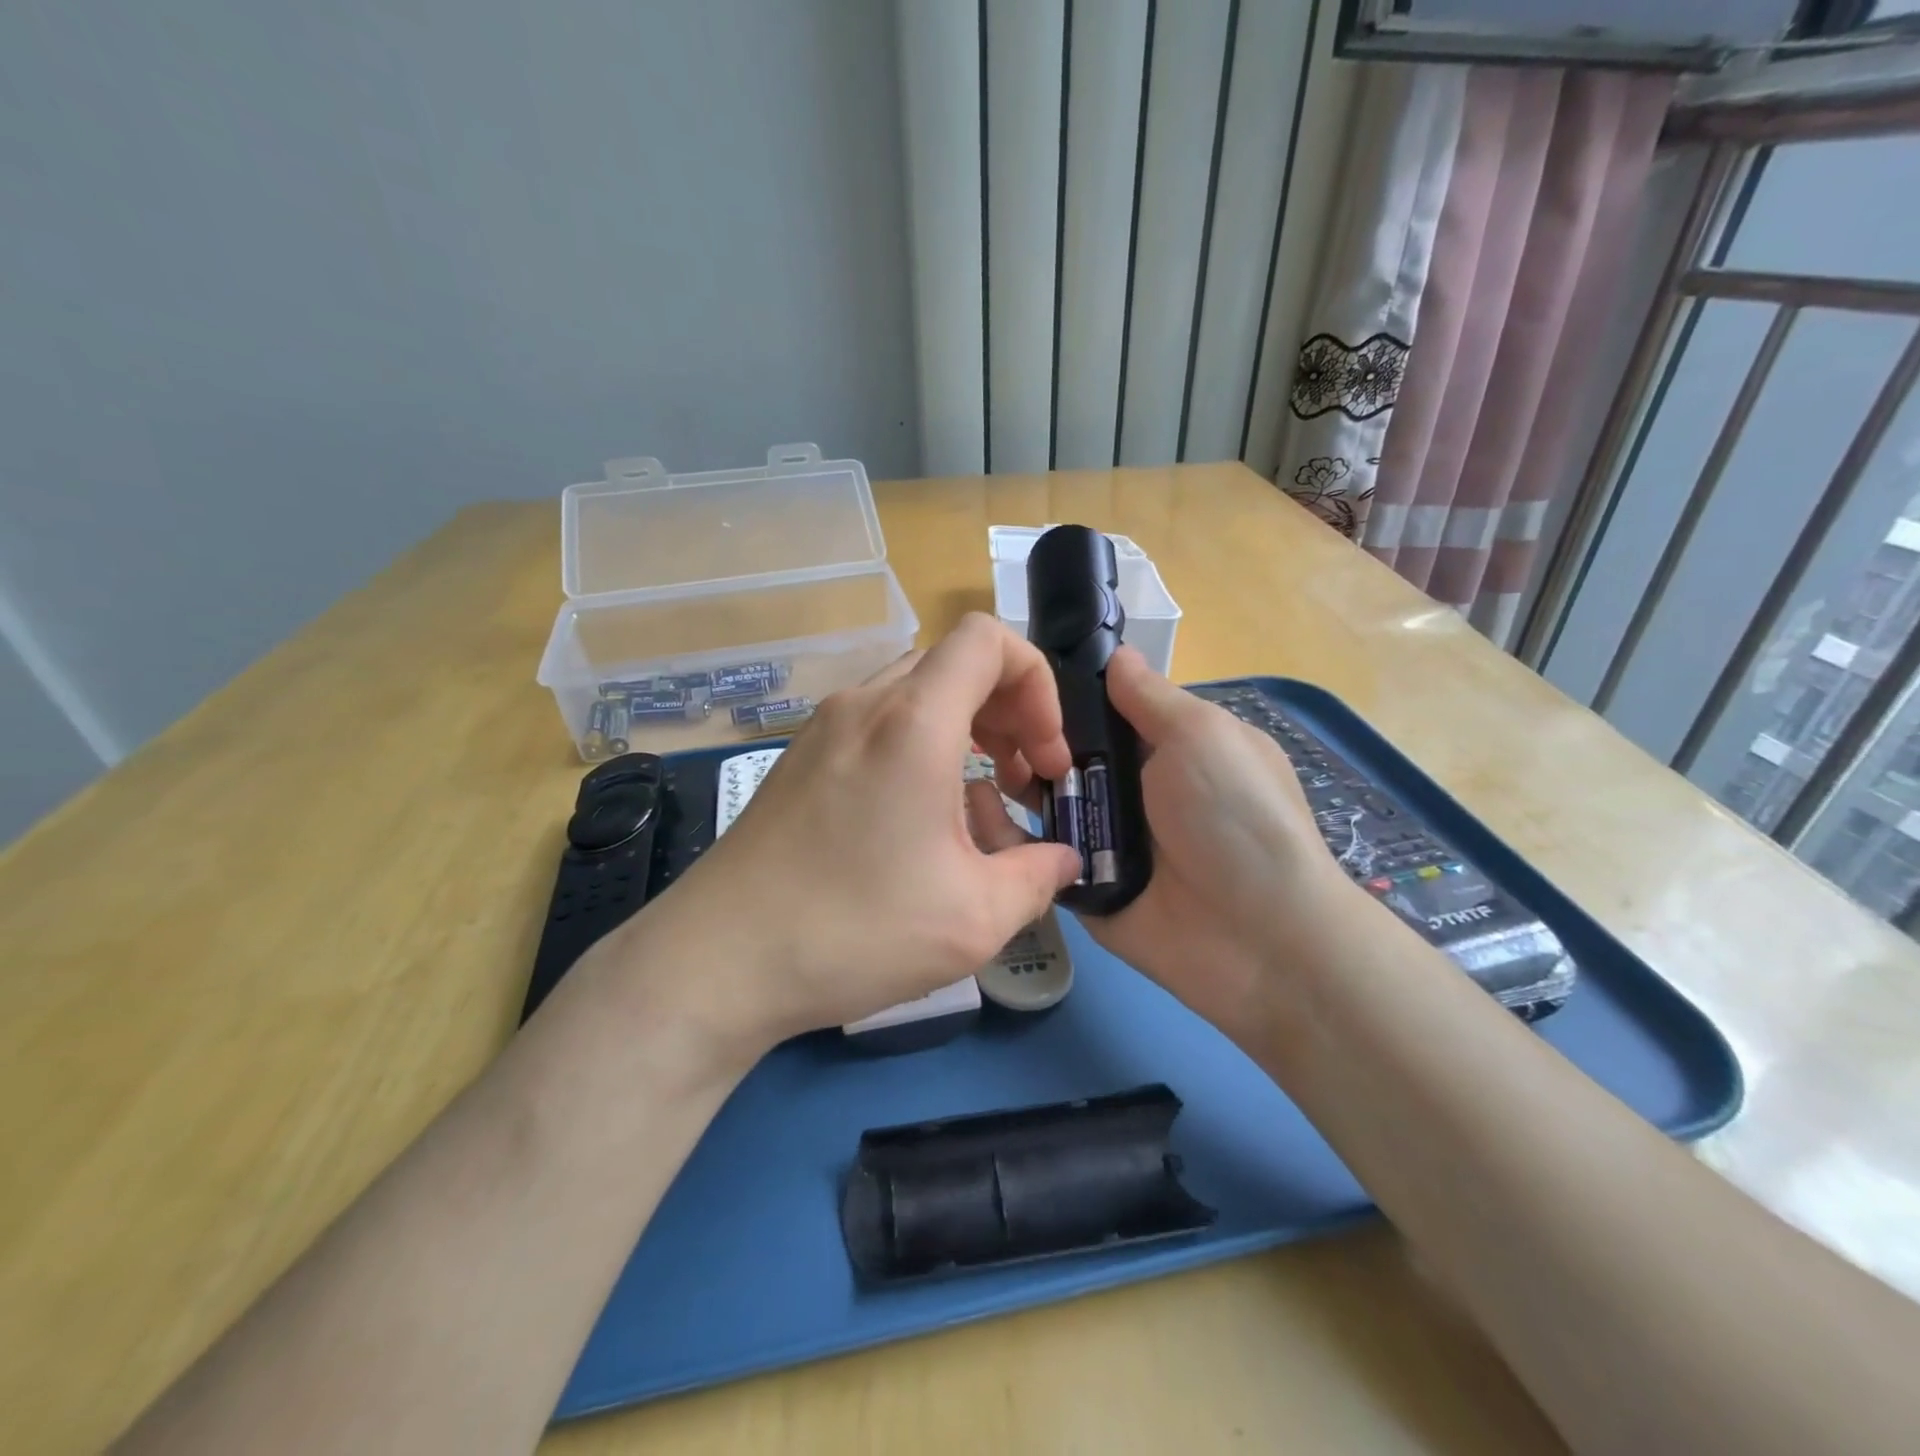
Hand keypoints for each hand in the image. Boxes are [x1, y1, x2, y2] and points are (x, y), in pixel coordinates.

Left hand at [605, 614, 1082, 1064]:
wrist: (719, 960)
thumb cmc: (854, 930)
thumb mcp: (975, 918)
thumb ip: (1039, 877)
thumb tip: (1065, 859)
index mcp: (914, 722)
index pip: (988, 639)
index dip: (1036, 682)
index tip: (1044, 753)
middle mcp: (865, 705)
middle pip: (955, 664)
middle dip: (1008, 711)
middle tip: (1024, 780)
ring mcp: (825, 728)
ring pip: (917, 694)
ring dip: (965, 730)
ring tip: (981, 801)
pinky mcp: (801, 758)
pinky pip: (879, 724)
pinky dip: (920, 747)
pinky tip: (921, 819)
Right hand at [979, 647, 1362, 1037]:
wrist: (1258, 938)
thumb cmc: (1235, 816)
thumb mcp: (1203, 736)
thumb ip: (1151, 697)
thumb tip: (1116, 655)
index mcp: (1168, 747)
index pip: (1103, 710)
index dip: (1062, 693)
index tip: (1012, 676)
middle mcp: (1134, 789)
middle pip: (1066, 754)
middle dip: (1027, 739)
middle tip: (981, 727)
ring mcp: (1106, 839)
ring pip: (1047, 801)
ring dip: (1013, 783)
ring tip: (969, 767)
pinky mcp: (1084, 883)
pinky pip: (1040, 853)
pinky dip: (1008, 836)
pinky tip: (973, 811)